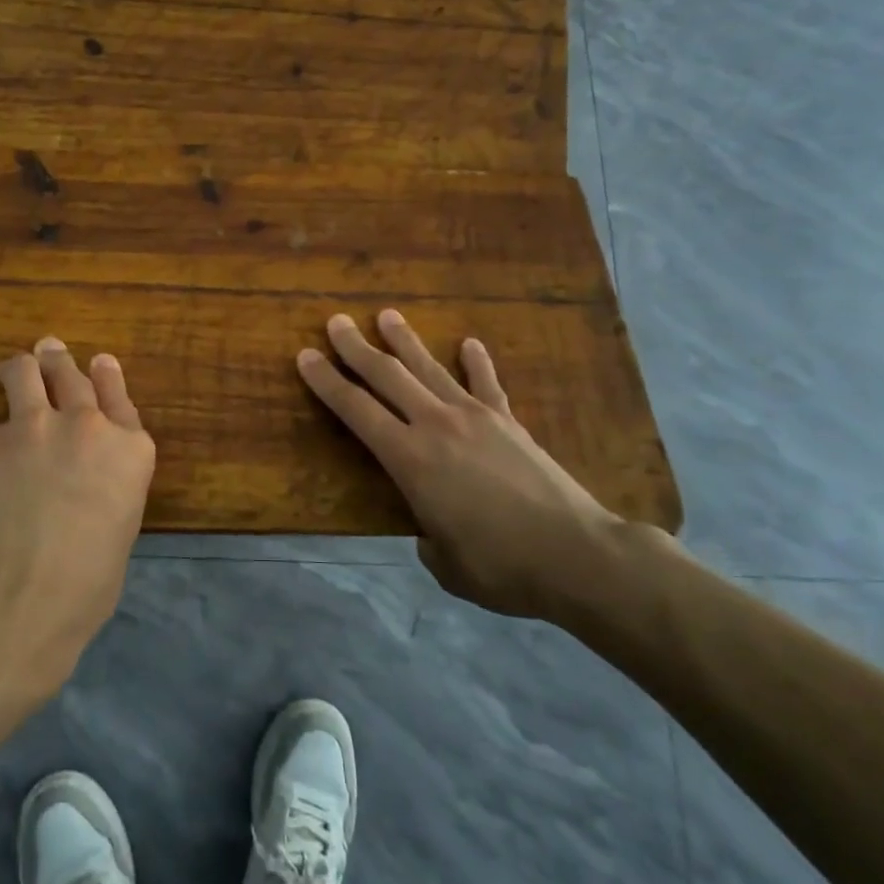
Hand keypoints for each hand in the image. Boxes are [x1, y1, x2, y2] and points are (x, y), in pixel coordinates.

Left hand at [0, 336, 155, 688]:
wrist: (26, 595)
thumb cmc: (89, 583)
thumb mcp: (122, 526)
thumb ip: (110, 486)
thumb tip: (88, 484)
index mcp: (130, 449)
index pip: (119, 397)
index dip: (107, 375)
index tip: (99, 361)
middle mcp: (87, 424)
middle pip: (71, 375)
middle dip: (57, 362)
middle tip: (47, 352)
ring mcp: (36, 425)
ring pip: (23, 370)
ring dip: (18, 369)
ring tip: (11, 371)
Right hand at [297, 309, 666, 621]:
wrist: (577, 555)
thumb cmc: (501, 567)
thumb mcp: (445, 564)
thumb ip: (427, 540)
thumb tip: (432, 530)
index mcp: (409, 460)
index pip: (356, 410)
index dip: (327, 382)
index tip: (306, 356)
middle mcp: (436, 425)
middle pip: (387, 376)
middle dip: (356, 347)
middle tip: (336, 322)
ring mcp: (476, 417)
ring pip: (430, 368)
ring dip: (405, 341)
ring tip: (386, 316)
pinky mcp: (510, 421)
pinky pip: (487, 383)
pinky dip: (476, 361)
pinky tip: (469, 342)